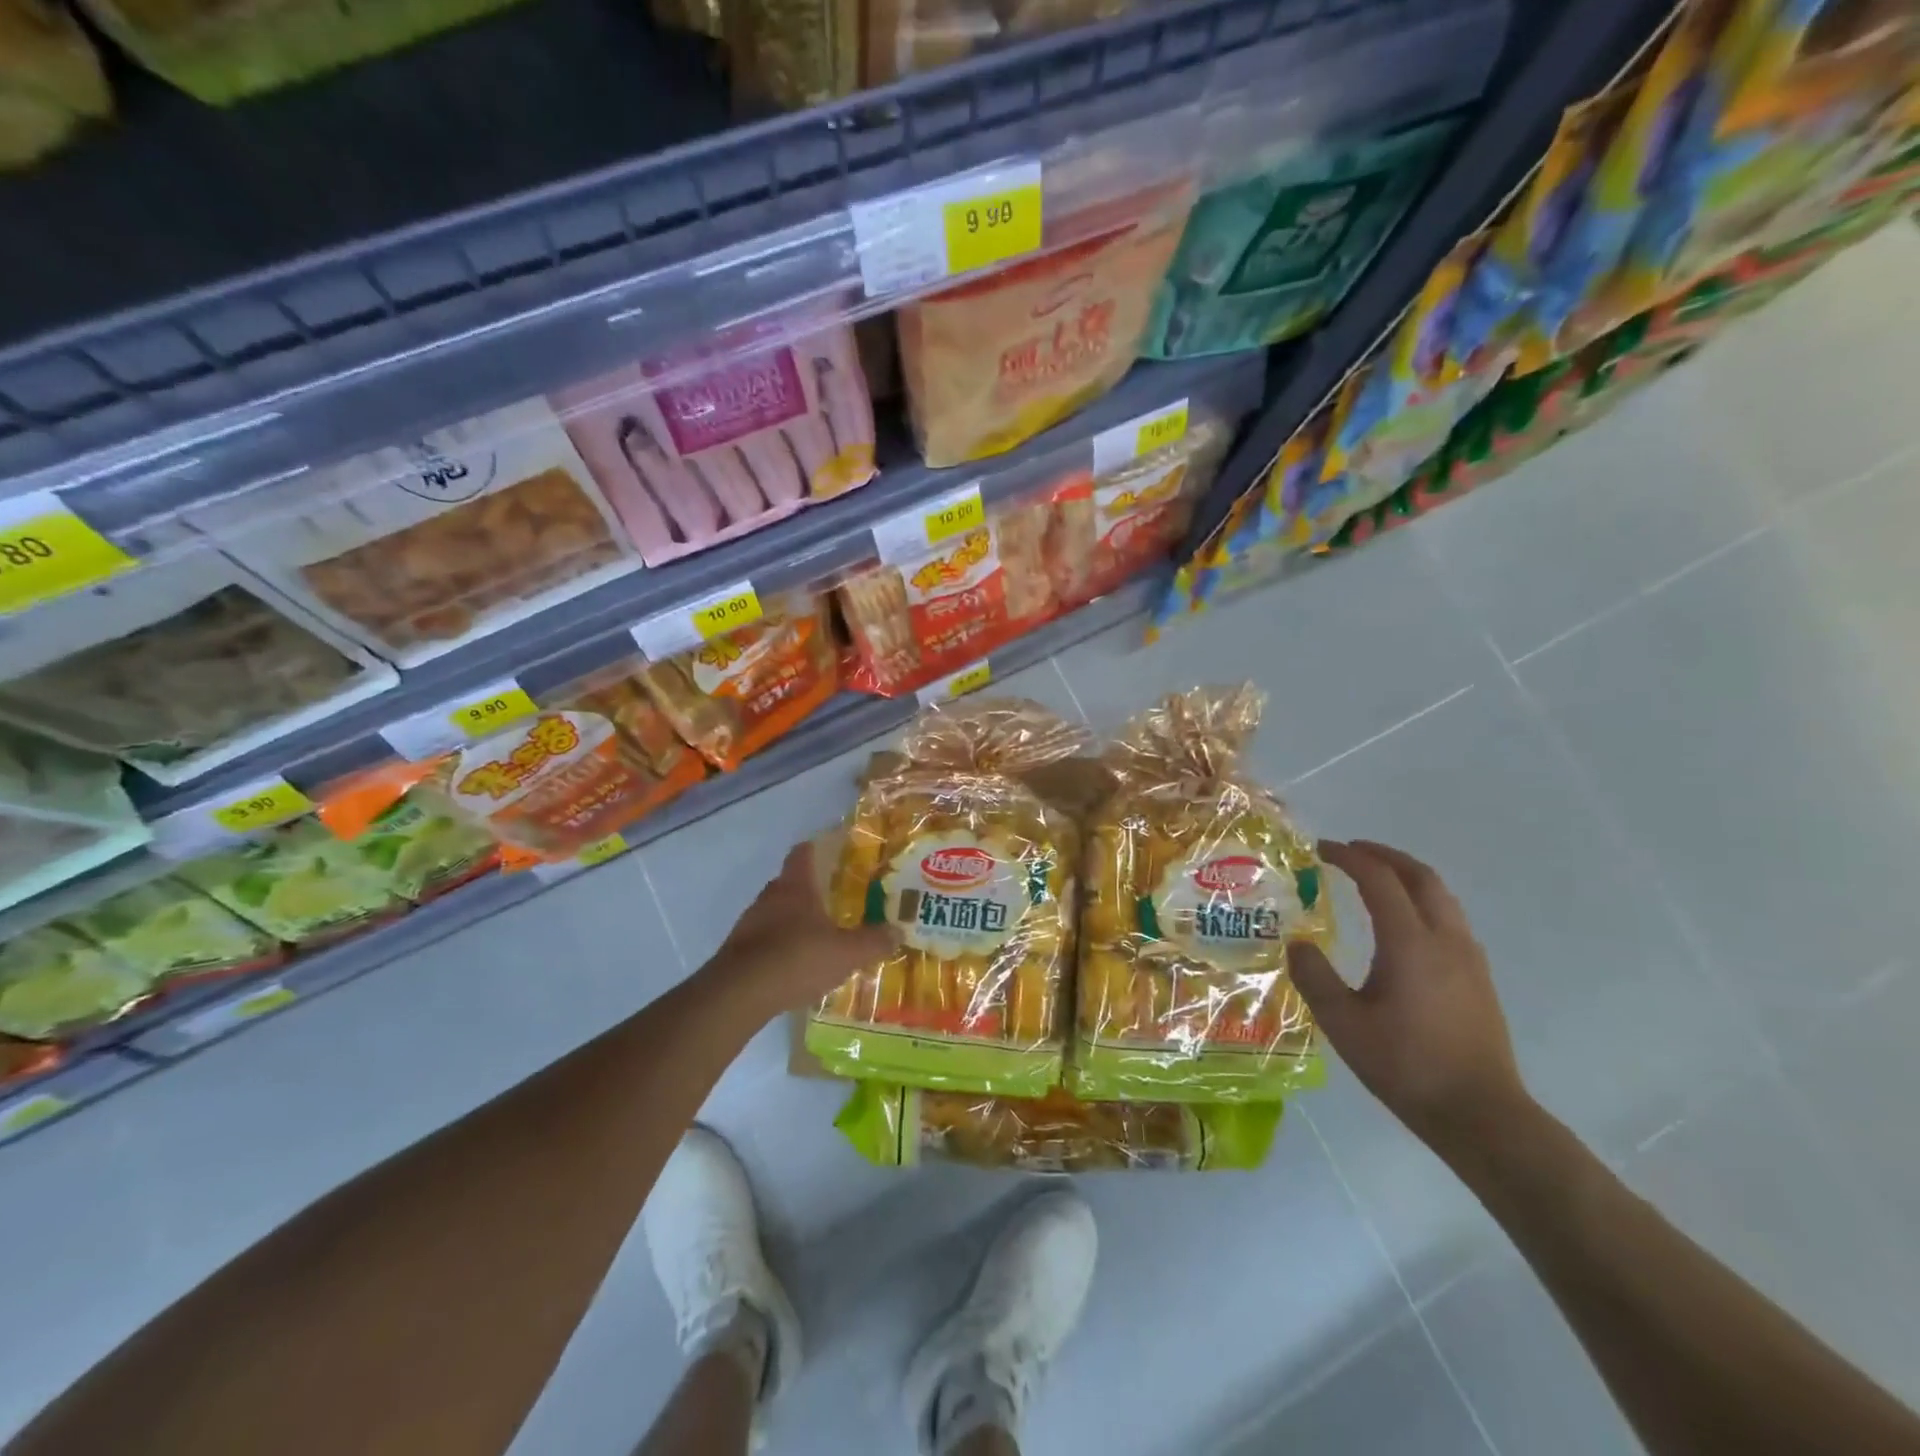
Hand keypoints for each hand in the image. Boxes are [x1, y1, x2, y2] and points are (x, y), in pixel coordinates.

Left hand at [705, 843, 895, 1015]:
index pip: (803, 853)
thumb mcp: (847, 953)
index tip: (834, 853)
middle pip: (791, 883)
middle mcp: (770, 896)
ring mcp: (750, 923)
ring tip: (819, 937)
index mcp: (796, 886)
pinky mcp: (738, 950)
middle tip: (836, 901)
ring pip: (777, 912)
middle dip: (811, 891)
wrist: (740, 994)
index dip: (818, 849)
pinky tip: (796, 966)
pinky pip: (765, 940)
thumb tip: (898, 931)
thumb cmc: (797, 958)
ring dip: (795, 921)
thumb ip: (874, 941)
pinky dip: (780, 946)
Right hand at [1289, 840, 1531, 1158]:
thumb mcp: (1344, 1023)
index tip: (1321, 849)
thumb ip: (1315, 977)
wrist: (1481, 1114)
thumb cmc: (1406, 1066)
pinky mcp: (1478, 978)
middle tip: (1351, 851)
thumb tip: (1296, 944)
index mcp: (1410, 943)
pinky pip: (1449, 919)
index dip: (1349, 858)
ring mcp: (1468, 958)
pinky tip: (1404, 924)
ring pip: (1441, 897)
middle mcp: (1445, 940)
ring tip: (1376, 879)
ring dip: (1407, 876)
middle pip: (1421, 877)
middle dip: (1385, 856)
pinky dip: (1422, 901)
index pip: (1380, 880)